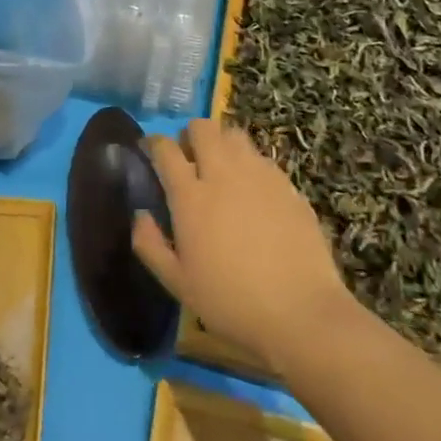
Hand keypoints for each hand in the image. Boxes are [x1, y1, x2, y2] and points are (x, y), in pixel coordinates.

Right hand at [131, 118, 356, 372]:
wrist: (301, 313)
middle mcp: (222, 174)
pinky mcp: (288, 185)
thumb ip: (150, 244)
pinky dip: (250, 164)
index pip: (165, 149)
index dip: (154, 144)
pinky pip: (262, 158)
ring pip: (234, 135)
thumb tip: (140, 214)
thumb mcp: (177, 283)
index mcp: (190, 195)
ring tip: (221, 169)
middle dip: (190, 136)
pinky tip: (253, 191)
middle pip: (202, 127)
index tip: (150, 150)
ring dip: (221, 144)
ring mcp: (259, 176)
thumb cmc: (230, 301)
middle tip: (189, 159)